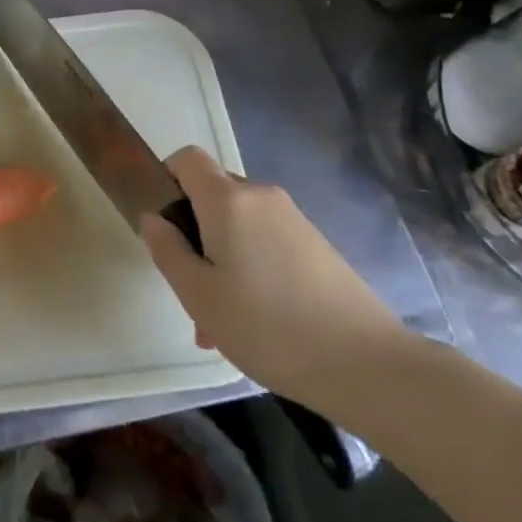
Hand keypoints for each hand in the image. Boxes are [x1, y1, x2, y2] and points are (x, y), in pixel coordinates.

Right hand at [142, 147, 411, 416]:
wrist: (367, 364)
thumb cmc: (267, 326)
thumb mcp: (199, 294)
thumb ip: (167, 250)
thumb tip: (154, 218)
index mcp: (227, 199)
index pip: (187, 158)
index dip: (166, 178)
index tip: (163, 224)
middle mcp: (262, 196)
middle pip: (212, 193)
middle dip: (193, 232)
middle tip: (190, 289)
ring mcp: (293, 219)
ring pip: (239, 224)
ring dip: (221, 257)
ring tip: (220, 322)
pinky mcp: (316, 244)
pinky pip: (266, 240)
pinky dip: (250, 266)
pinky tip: (256, 322)